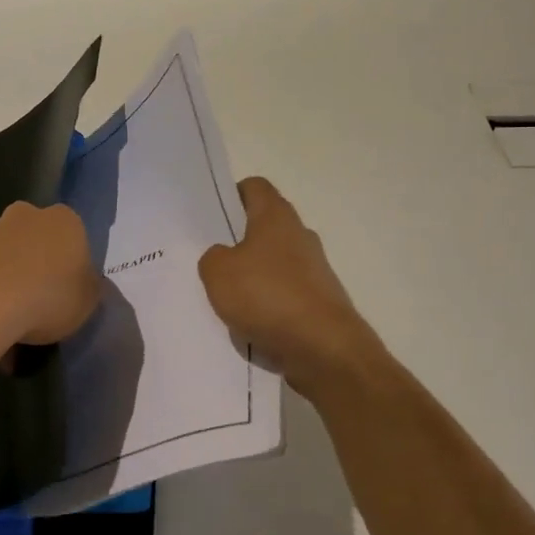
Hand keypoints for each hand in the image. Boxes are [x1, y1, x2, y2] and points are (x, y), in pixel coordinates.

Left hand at [0, 202, 100, 367]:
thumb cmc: (49, 297)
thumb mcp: (89, 300)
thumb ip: (88, 286)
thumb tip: (82, 282)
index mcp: (65, 220)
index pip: (75, 238)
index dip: (72, 266)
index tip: (68, 293)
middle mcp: (26, 214)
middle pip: (37, 241)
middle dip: (37, 266)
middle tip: (39, 303)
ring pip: (6, 256)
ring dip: (8, 280)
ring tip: (9, 322)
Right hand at [199, 178, 382, 395]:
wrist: (324, 348)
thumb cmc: (268, 296)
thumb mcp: (218, 273)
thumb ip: (212, 257)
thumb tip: (222, 257)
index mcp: (276, 216)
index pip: (254, 187)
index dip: (231, 195)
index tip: (212, 217)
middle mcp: (299, 235)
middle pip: (263, 226)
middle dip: (237, 241)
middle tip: (210, 260)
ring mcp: (314, 269)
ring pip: (273, 263)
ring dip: (252, 277)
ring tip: (225, 298)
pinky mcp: (319, 301)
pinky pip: (284, 295)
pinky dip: (267, 305)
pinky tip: (249, 324)